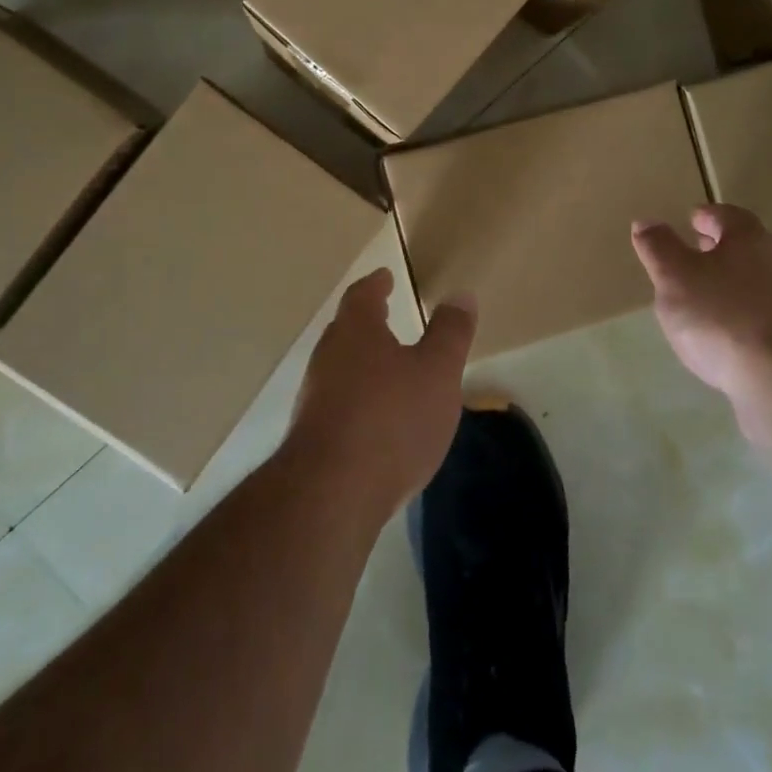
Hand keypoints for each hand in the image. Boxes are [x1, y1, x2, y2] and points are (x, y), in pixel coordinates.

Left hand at [286, 268, 476, 521]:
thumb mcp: (437, 372)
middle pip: (346, 329)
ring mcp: (314, 398)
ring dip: (361, 361)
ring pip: (339, 366)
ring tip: (386, 367)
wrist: (332, 494)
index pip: (362, 296)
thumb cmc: (392, 419)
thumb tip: (460, 294)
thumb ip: (450, 333)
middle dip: (366, 322)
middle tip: (385, 314)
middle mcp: (328, 357)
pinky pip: (336, 402)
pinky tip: (375, 419)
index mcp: (356, 331)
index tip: (384, 277)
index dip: (376, 284)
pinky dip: (356, 397)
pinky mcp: (312, 437)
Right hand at [631, 204, 771, 398]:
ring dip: (728, 283)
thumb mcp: (674, 276)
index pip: (726, 215)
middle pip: (744, 247)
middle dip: (718, 249)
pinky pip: (760, 314)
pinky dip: (739, 314)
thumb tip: (646, 222)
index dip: (706, 216)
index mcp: (748, 238)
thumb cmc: (721, 315)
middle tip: (693, 254)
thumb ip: (659, 248)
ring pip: (753, 281)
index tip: (690, 220)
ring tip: (700, 298)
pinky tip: (721, 333)